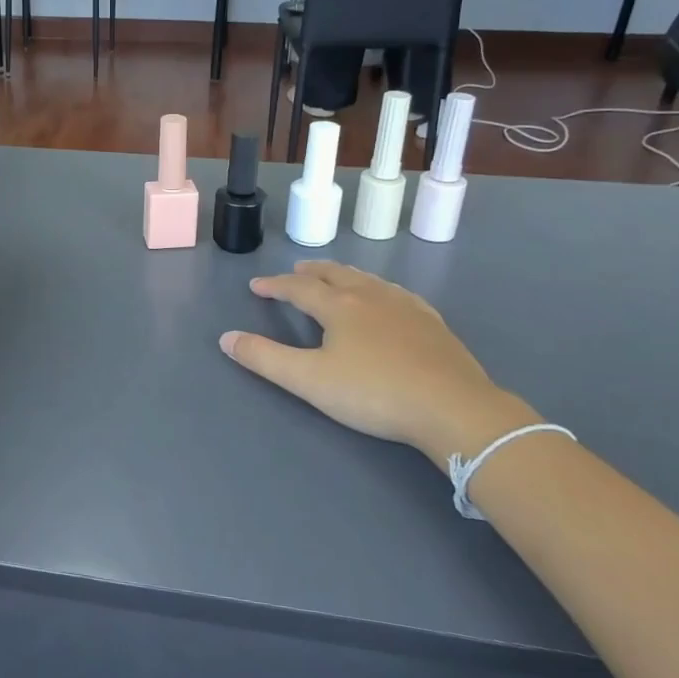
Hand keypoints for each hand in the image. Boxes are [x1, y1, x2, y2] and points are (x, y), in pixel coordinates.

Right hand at [220, 261, 538, 463]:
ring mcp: (406, 307)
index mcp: (339, 306)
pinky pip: (397, 294)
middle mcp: (371, 296)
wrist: (453, 408)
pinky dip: (379, 289)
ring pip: (368, 280)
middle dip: (312, 272)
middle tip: (296, 269)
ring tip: (336, 277)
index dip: (275, 285)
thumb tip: (226, 338)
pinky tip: (387, 299)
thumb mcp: (309, 380)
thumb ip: (265, 359)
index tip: (257, 285)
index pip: (299, 288)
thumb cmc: (374, 393)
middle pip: (336, 274)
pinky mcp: (432, 323)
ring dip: (345, 275)